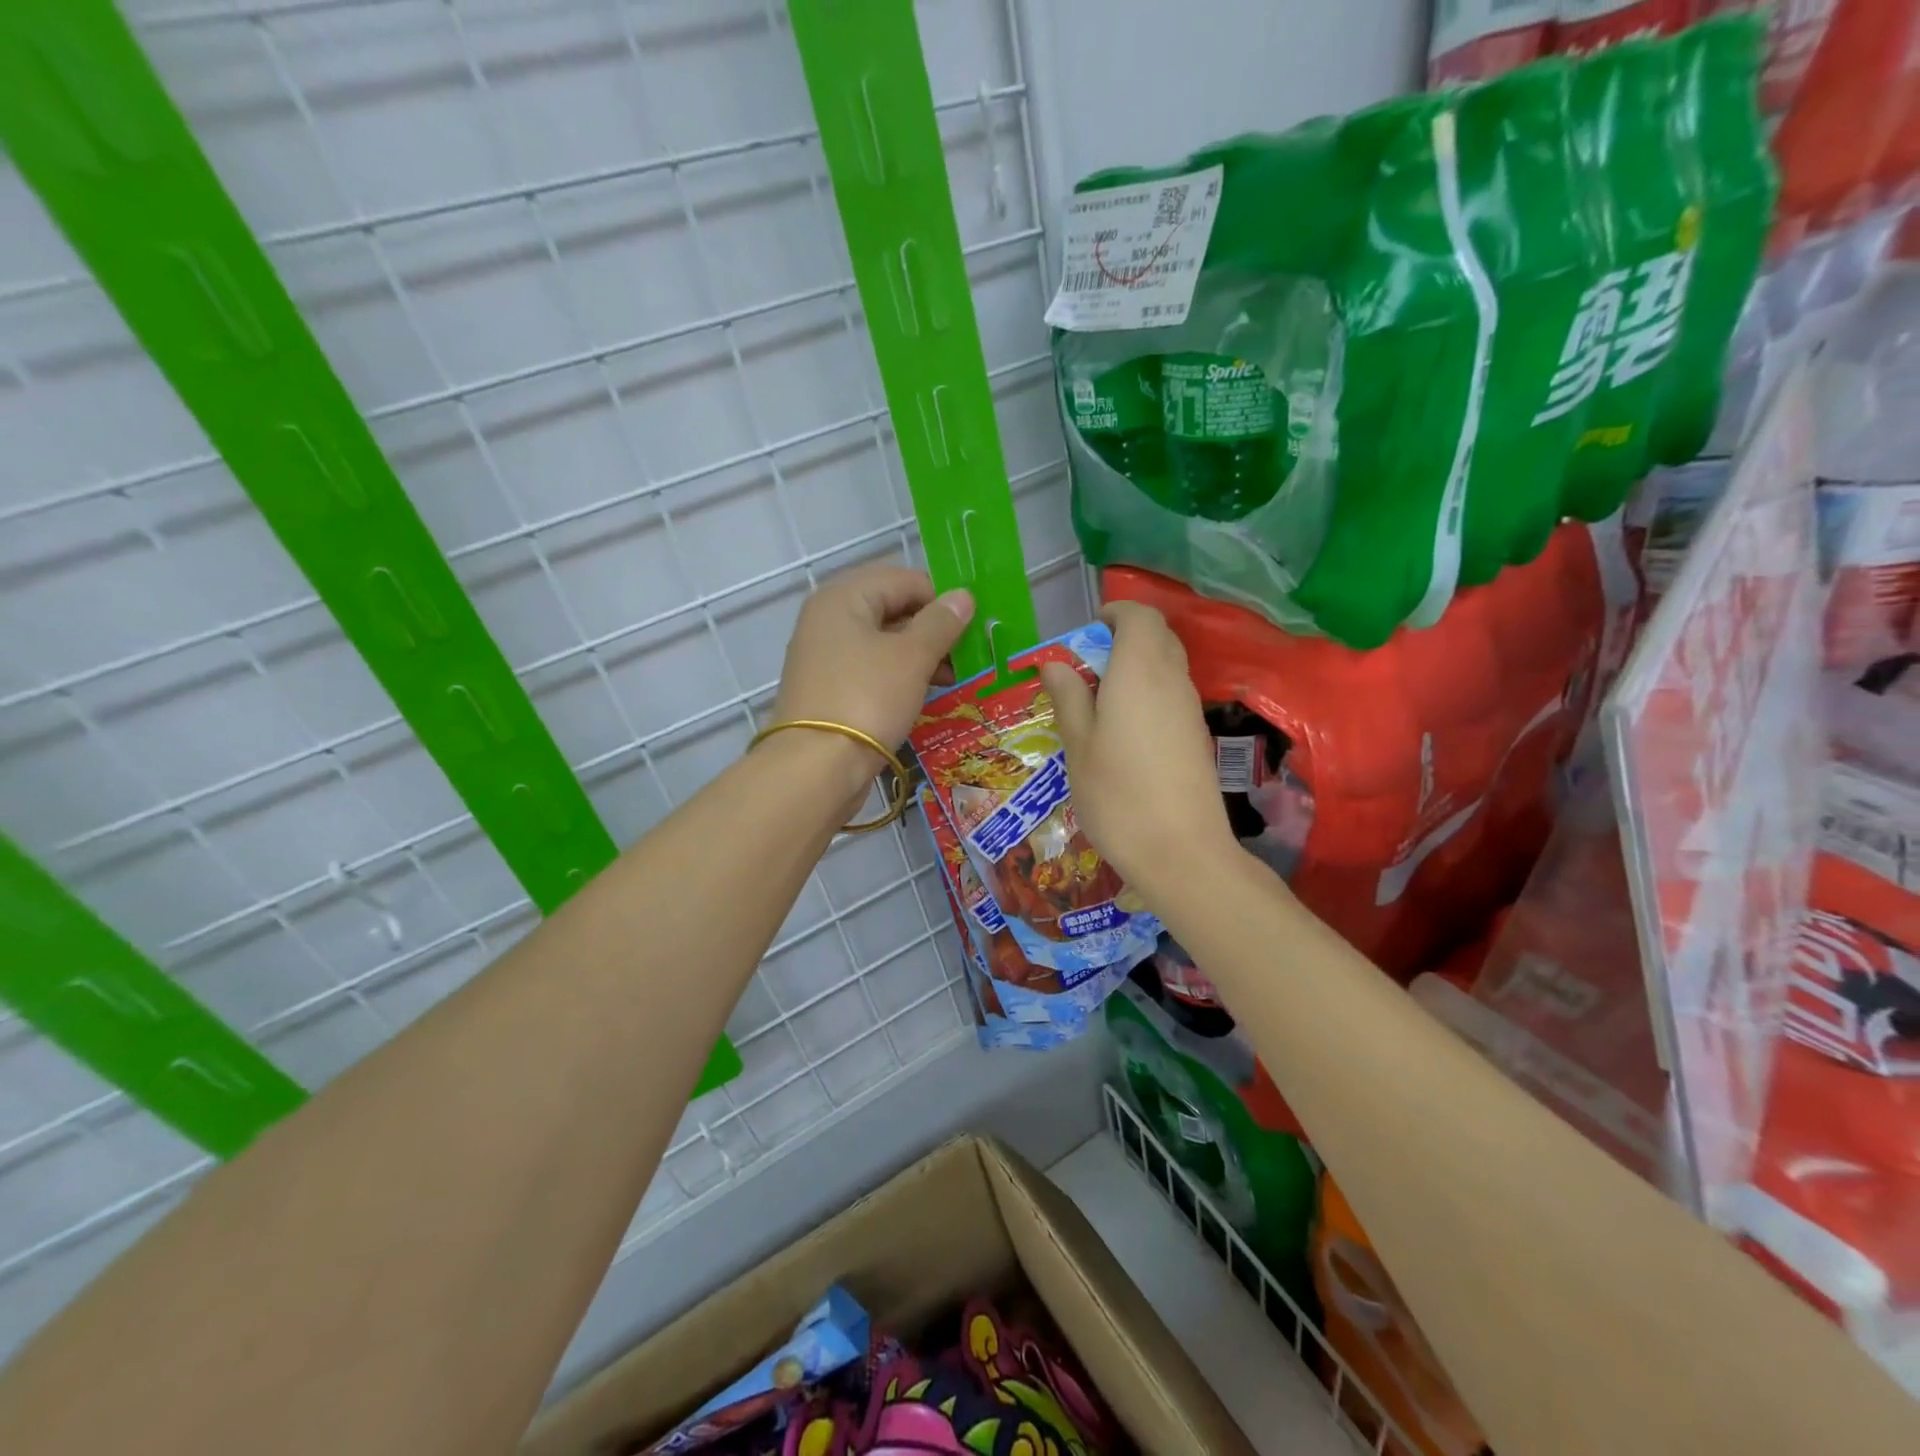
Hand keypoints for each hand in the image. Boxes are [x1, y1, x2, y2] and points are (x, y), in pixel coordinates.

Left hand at [770, 564, 973, 794]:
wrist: (816, 768)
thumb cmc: (867, 699)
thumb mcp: (912, 657)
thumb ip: (940, 623)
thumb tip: (963, 597)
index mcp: (844, 597)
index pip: (904, 579)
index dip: (941, 599)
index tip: (972, 628)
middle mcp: (828, 619)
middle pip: (892, 608)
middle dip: (932, 629)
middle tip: (967, 654)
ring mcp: (825, 656)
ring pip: (883, 641)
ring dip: (920, 655)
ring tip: (953, 678)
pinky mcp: (828, 688)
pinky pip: (871, 669)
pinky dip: (899, 676)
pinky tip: (925, 694)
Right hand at [1038, 602, 1235, 894]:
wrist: (1181, 852)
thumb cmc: (1118, 795)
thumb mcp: (1078, 746)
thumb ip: (1068, 698)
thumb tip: (1056, 664)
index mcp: (1139, 670)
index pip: (1140, 615)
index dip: (1115, 614)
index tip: (1086, 633)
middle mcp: (1172, 680)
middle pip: (1157, 637)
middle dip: (1122, 639)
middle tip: (1086, 669)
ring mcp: (1189, 709)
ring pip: (1166, 666)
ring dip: (1134, 669)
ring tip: (1097, 703)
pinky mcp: (1197, 736)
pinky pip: (1171, 695)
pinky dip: (1148, 695)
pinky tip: (1123, 732)